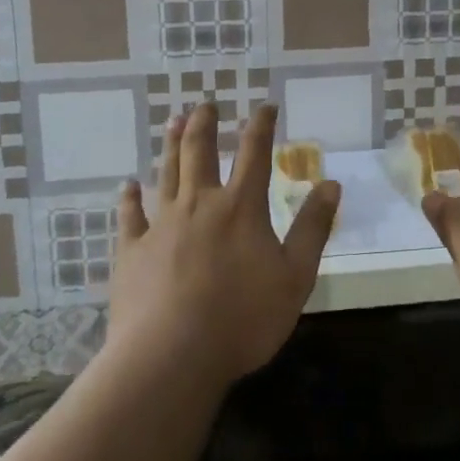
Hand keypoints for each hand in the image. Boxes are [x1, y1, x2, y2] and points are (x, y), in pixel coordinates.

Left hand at [108, 101, 340, 388]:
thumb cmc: (243, 319)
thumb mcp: (295, 276)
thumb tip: (331, 184)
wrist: (172, 356)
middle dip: (204, 124)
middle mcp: (200, 204)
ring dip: (171, 146)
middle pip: (200, 152)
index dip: (261, 125)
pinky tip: (127, 185)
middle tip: (204, 104)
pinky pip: (129, 216)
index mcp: (241, 207)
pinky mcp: (132, 251)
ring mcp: (161, 225)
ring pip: (166, 174)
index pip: (255, 153)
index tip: (265, 106)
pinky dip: (129, 198)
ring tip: (173, 122)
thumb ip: (313, 228)